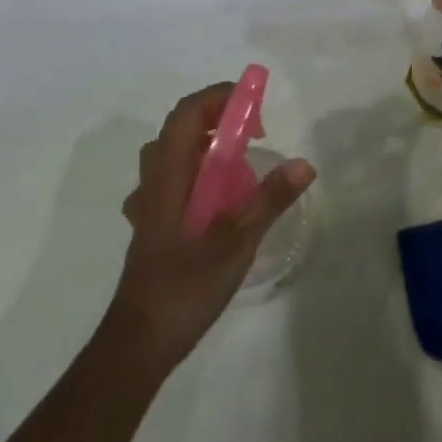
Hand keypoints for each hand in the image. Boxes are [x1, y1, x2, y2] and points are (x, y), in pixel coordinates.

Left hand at [105, 84, 314, 371]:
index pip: (189, 113)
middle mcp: (154, 180)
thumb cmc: (183, 288)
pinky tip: (216, 199)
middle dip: (219, 117)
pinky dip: (196, 172)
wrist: (138, 344)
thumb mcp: (235, 244)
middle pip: (180, 127)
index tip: (256, 109)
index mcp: (169, 175)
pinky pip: (172, 179)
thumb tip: (304, 163)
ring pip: (173, 153)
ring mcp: (149, 203)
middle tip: (254, 134)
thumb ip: (269, 201)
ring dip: (206, 144)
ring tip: (239, 163)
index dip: (220, 97)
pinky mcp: (152, 224)